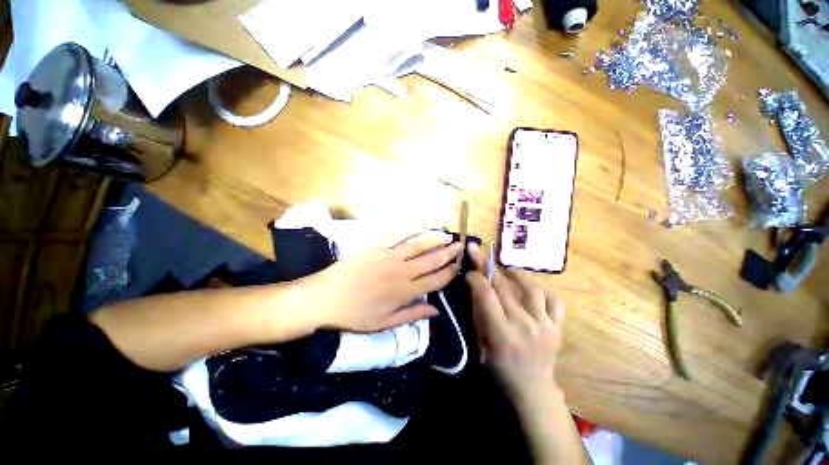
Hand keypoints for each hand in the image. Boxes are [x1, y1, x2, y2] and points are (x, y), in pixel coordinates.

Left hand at [309, 230, 462, 332]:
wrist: (325, 298)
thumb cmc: (355, 315)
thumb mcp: (385, 323)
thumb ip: (412, 315)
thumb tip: (436, 312)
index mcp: (405, 291)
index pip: (435, 280)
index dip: (450, 272)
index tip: (459, 266)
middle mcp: (401, 271)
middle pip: (431, 259)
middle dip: (448, 252)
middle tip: (460, 245)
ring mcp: (389, 256)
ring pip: (418, 244)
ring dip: (434, 238)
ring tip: (446, 234)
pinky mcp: (376, 246)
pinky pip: (396, 234)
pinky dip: (409, 228)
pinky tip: (419, 225)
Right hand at [465, 243, 564, 401]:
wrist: (533, 390)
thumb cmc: (500, 370)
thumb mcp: (481, 345)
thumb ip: (479, 315)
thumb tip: (475, 288)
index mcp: (501, 333)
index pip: (486, 295)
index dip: (475, 278)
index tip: (468, 271)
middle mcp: (524, 325)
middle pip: (503, 286)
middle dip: (486, 264)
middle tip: (477, 250)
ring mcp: (544, 325)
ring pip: (532, 288)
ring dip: (517, 273)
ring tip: (508, 266)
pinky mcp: (557, 327)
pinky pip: (555, 301)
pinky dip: (544, 290)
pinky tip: (533, 287)